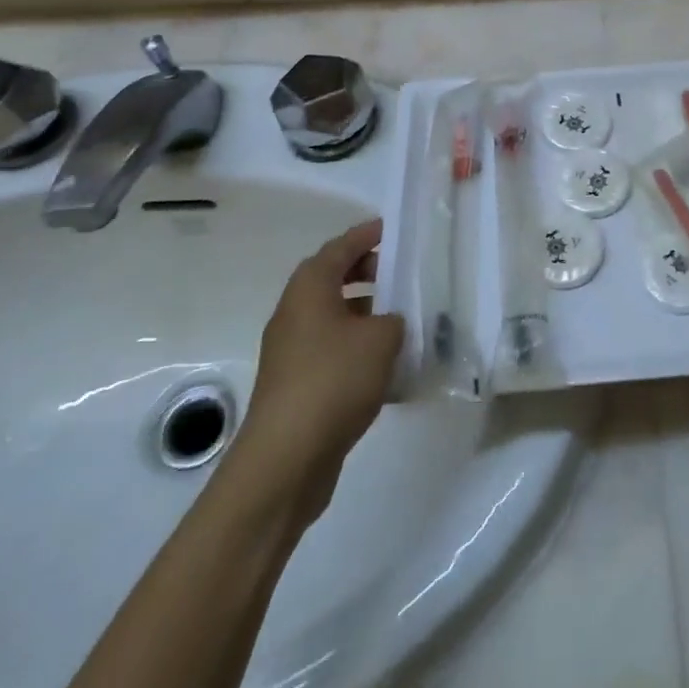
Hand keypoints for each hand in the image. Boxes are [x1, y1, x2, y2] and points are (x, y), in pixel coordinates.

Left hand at [232, 219, 404, 524]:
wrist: (285, 459)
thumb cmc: (333, 380)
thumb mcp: (380, 339)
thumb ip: (395, 319)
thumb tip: (391, 323)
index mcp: (310, 288)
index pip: (341, 247)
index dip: (367, 235)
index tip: (393, 228)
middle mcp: (295, 312)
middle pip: (333, 278)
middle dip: (367, 271)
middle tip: (402, 271)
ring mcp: (292, 350)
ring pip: (334, 316)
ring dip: (365, 312)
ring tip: (403, 317)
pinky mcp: (297, 384)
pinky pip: (332, 349)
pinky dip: (358, 346)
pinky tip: (388, 364)